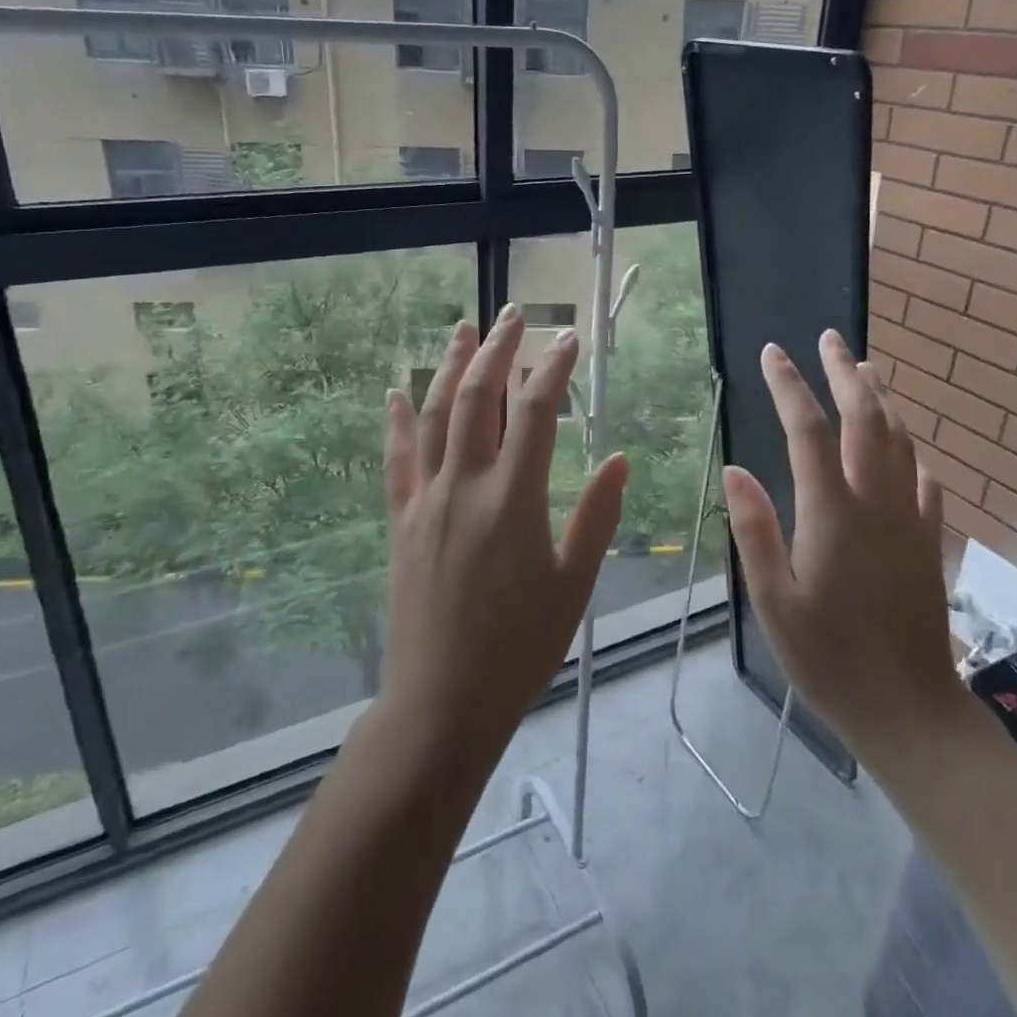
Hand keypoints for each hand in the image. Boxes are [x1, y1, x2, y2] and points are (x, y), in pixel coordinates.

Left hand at [377, 305, 628, 758]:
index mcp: (512, 501)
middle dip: (497, 349)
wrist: (441, 701)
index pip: (533, 413)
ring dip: (450, 367)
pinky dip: (398, 421)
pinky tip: (396, 393)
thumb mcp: (573, 585)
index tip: (569, 341)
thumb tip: (619, 461)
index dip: (552, 370)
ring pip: (434, 416)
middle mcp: (463, 487)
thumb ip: (596, 518)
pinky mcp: (401, 521)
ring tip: (463, 329)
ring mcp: (425, 501)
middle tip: (513, 314)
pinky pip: (397, 459)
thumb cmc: (519, 648)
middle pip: (476, 398)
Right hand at [723, 331, 961, 765]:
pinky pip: (923, 477)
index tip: (773, 353)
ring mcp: (910, 519)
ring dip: (882, 398)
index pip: (808, 431)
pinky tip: (904, 444)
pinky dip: (909, 448)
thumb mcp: (773, 600)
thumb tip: (735, 471)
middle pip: (864, 419)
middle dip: (844, 373)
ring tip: (866, 368)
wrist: (909, 709)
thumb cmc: (828, 659)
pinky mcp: (929, 540)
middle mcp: (876, 503)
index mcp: (832, 514)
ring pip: (900, 440)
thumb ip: (755, 530)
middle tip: (829, 338)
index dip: (789, 386)